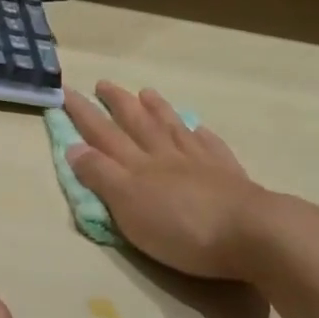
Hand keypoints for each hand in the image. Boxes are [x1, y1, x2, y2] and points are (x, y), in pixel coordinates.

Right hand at [64, 82, 318, 317]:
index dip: (83, 115)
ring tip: (146, 93)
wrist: (252, 234)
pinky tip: (197, 127)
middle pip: (138, 124)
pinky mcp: (229, 176)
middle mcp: (166, 156)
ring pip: (173, 128)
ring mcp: (201, 163)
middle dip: (117, 104)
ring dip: (157, 110)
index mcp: (138, 167)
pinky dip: (199, 134)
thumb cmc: (181, 228)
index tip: (66, 93)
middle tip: (103, 83)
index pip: (103, 135)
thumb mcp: (129, 206)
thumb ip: (101, 176)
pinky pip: (210, 146)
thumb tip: (74, 147)